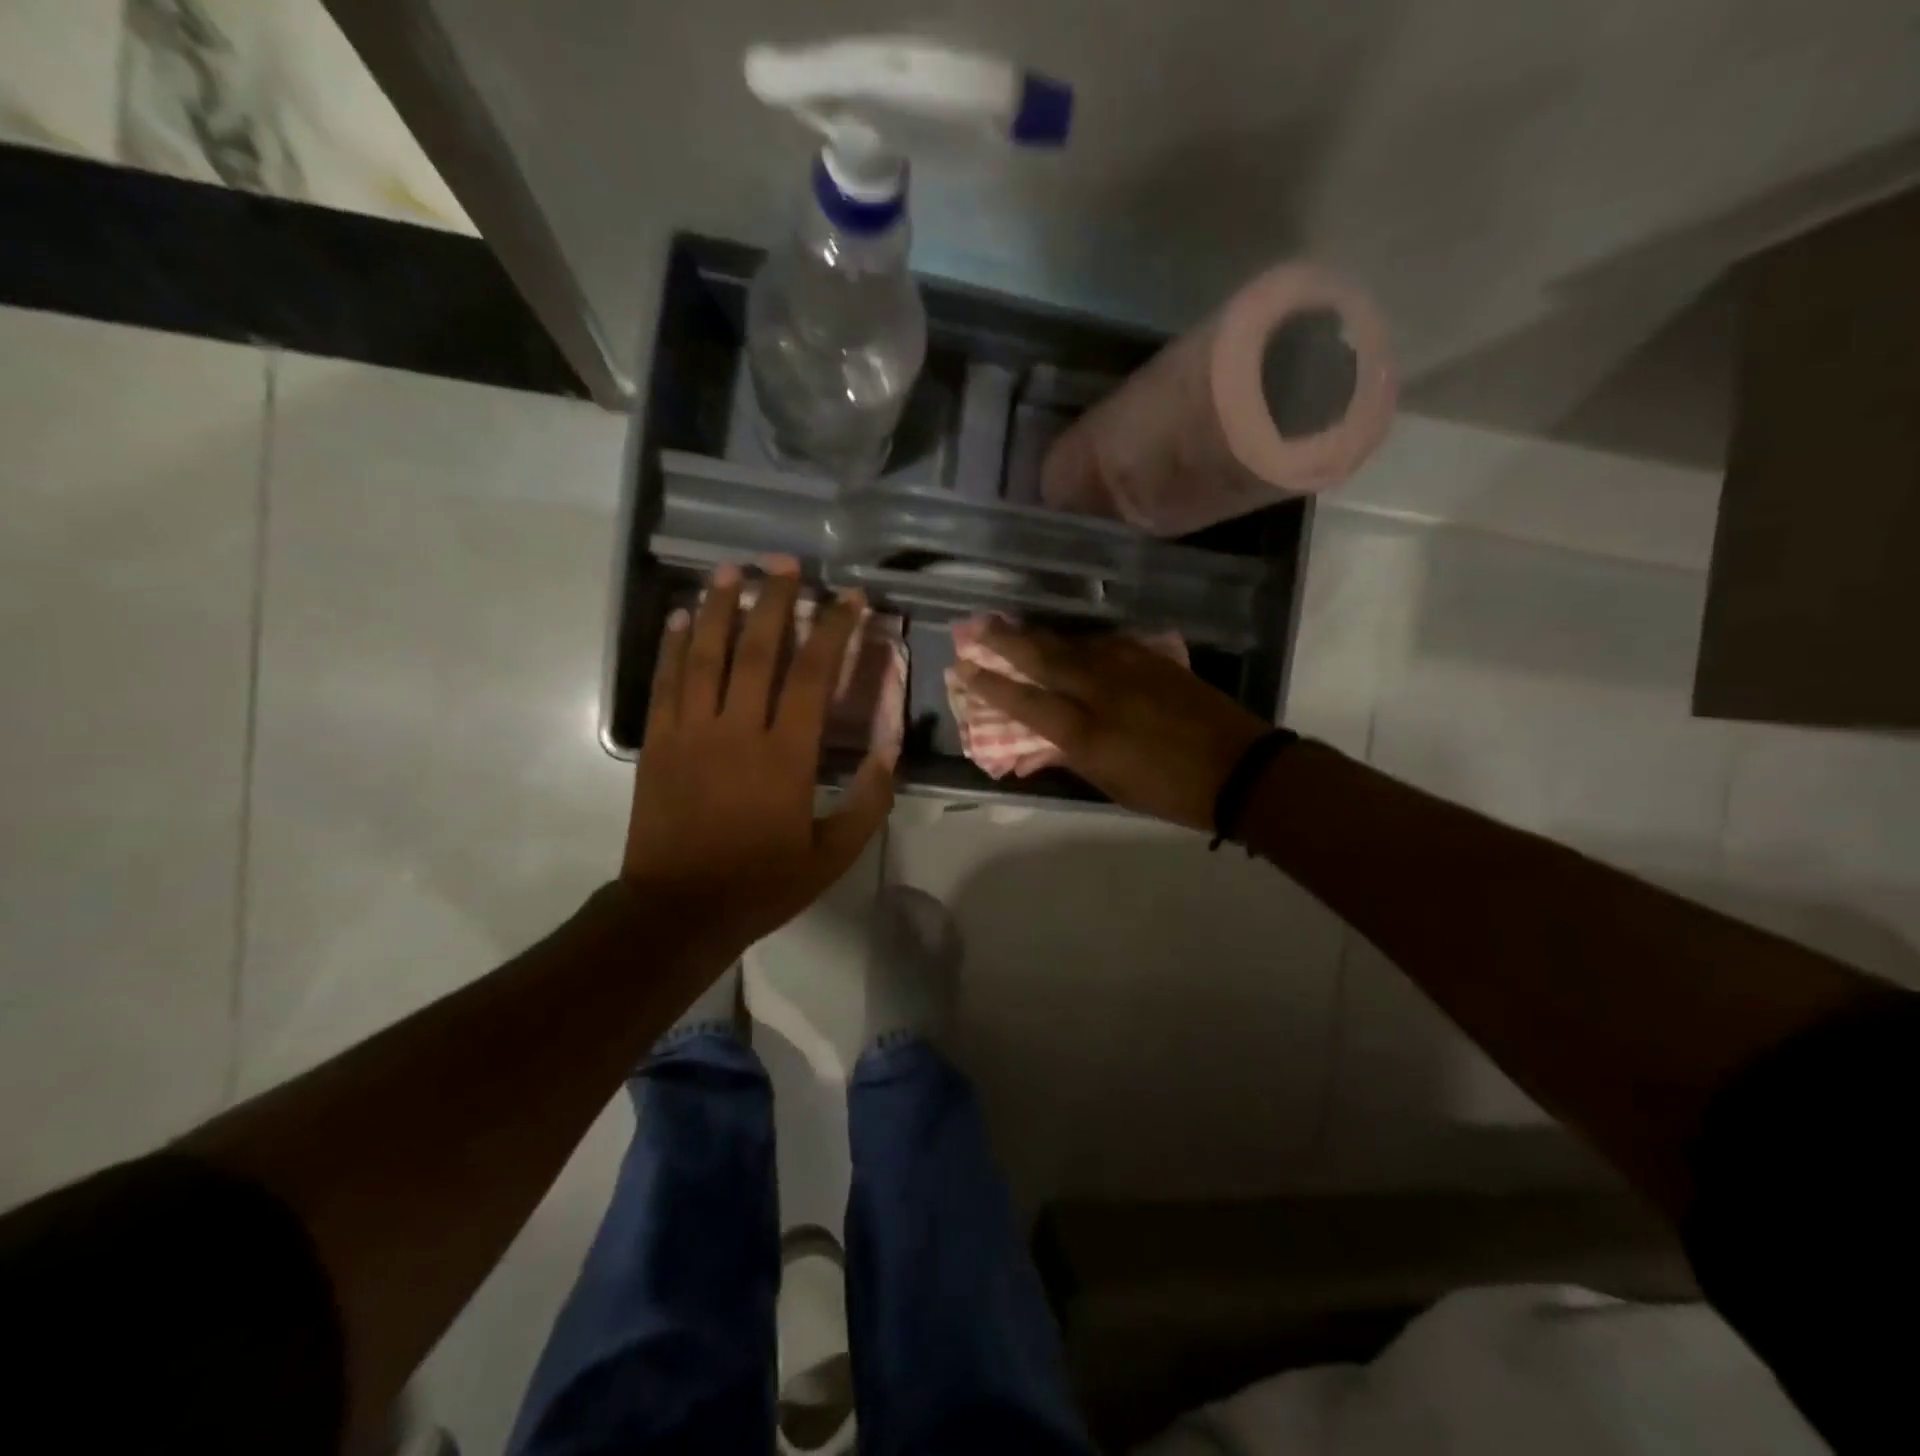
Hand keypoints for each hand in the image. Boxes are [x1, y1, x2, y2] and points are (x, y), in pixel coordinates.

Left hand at [622, 559, 896, 959]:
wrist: (678, 911)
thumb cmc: (762, 883)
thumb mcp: (833, 855)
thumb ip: (868, 802)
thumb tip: (892, 753)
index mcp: (785, 755)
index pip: (812, 675)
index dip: (833, 630)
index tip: (849, 598)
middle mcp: (737, 730)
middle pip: (757, 650)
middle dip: (774, 600)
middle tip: (786, 562)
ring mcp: (690, 732)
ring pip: (706, 655)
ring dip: (720, 608)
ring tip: (732, 570)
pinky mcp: (657, 742)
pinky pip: (665, 682)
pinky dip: (673, 645)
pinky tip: (681, 616)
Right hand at [955, 621, 1269, 830]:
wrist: (1240, 769)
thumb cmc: (1170, 792)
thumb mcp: (1111, 785)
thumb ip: (1071, 758)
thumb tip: (1037, 746)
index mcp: (1086, 732)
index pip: (1025, 701)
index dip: (990, 685)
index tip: (963, 668)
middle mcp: (1100, 691)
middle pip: (1043, 657)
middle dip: (1005, 640)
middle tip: (976, 626)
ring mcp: (1129, 669)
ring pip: (1074, 644)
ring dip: (1040, 635)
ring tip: (1014, 626)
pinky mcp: (1153, 659)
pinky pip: (1106, 643)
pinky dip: (1081, 641)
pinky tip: (1072, 640)